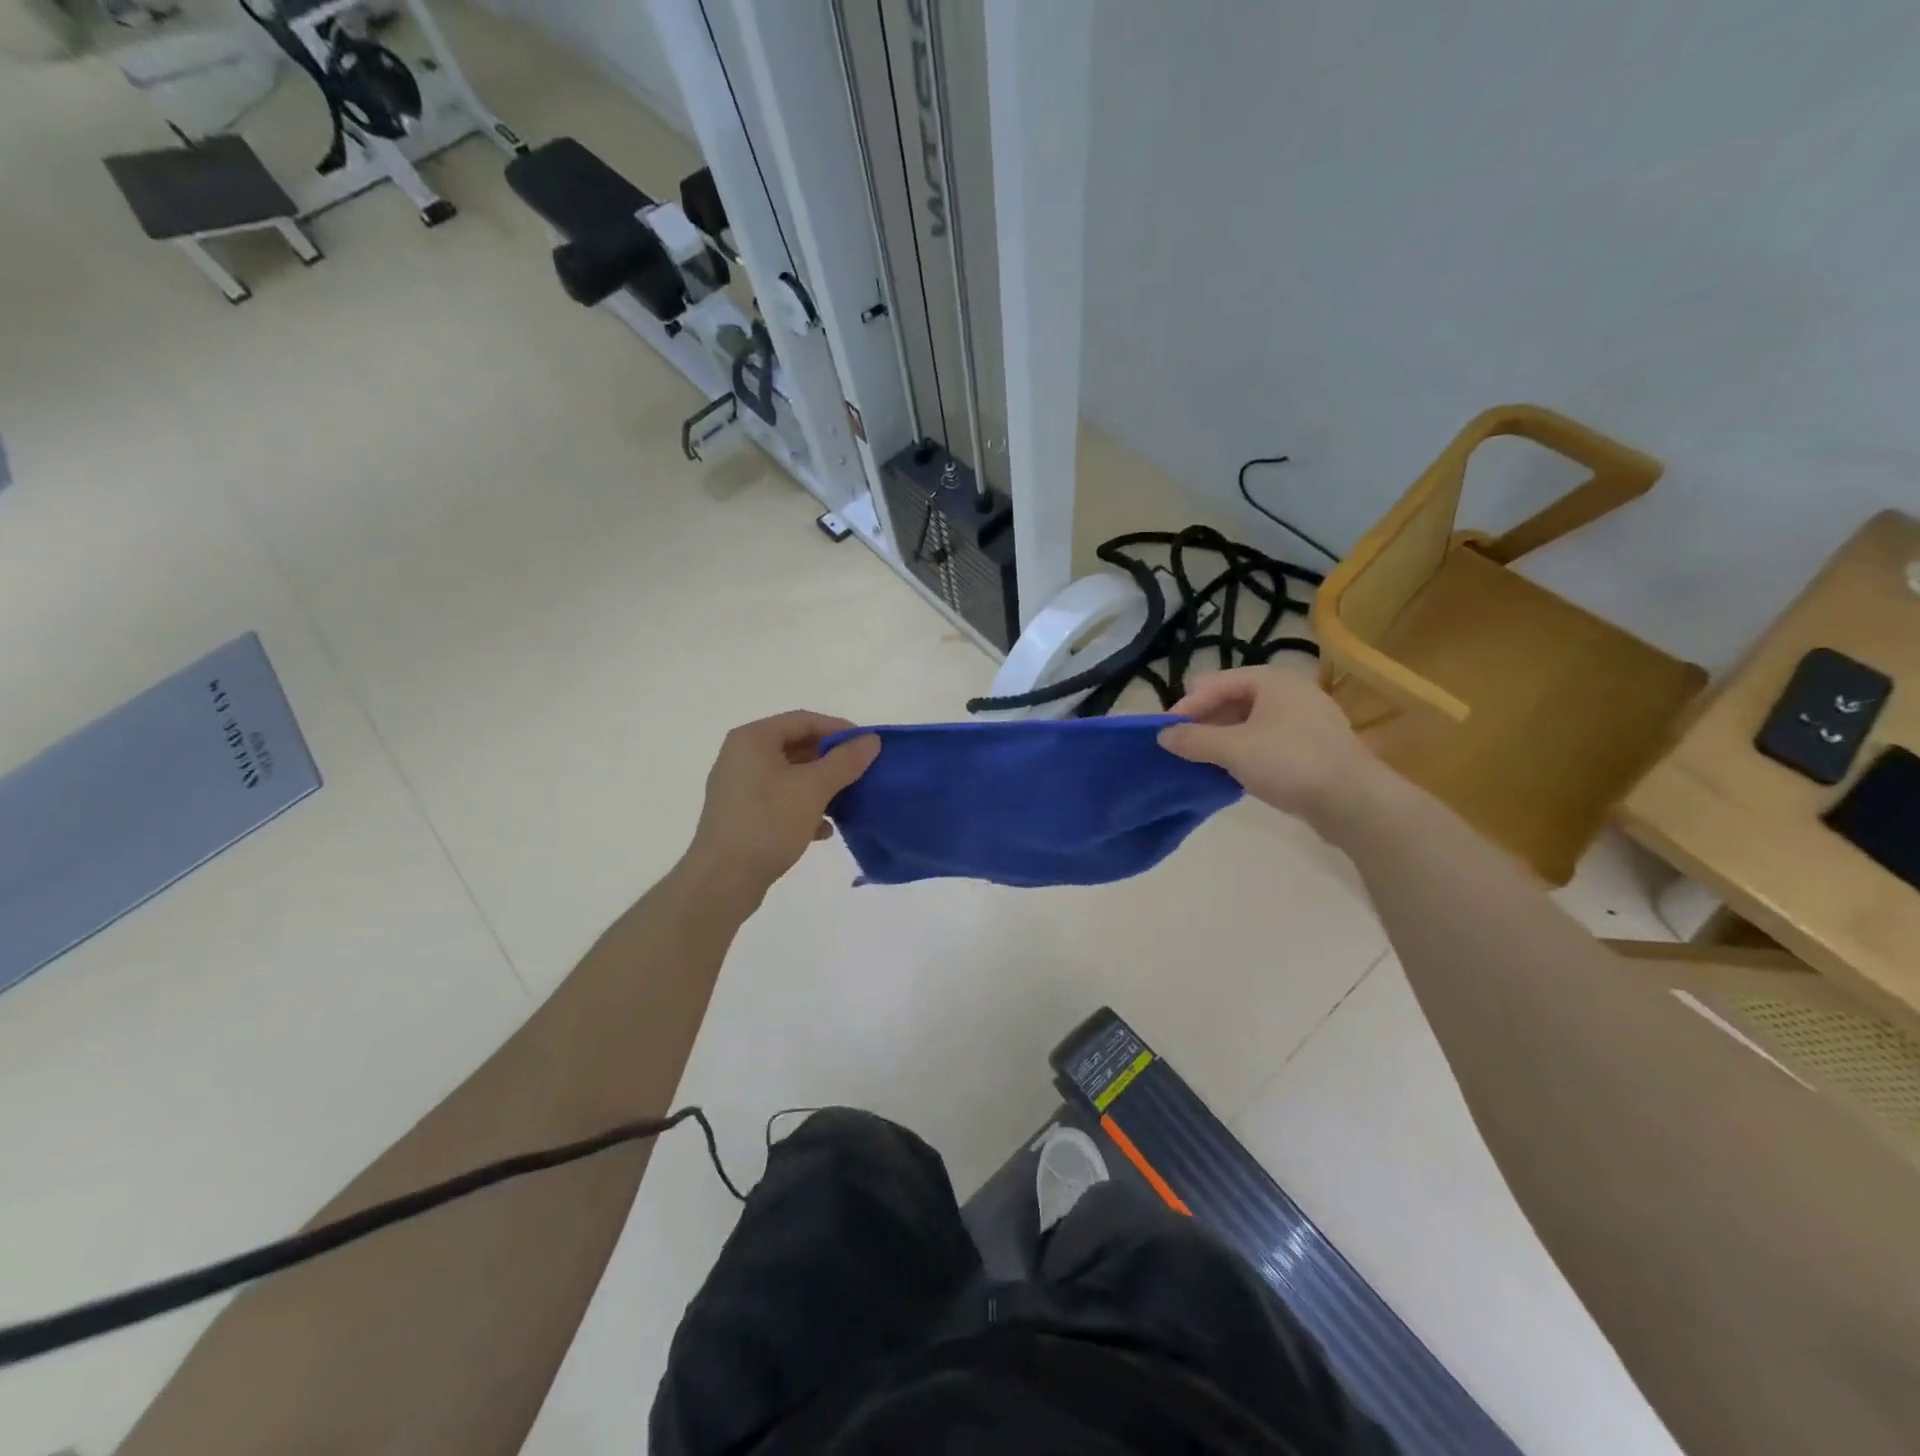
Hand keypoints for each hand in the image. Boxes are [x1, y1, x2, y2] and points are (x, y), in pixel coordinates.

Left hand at [683, 711, 879, 906]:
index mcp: (753, 740)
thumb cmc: (768, 823)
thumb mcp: (813, 789)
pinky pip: (780, 800)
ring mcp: (739, 787)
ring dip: (821, 786)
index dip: (839, 729)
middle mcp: (741, 757)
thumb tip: (871, 740)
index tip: (867, 746)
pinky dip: (803, 808)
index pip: (804, 720)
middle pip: (796, 747)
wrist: (723, 880)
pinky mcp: (742, 815)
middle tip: (861, 773)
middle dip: (831, 761)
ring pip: (790, 776)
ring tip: (847, 802)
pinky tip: (823, 830)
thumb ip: (845, 761)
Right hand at [1158, 666, 1374, 826]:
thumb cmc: (1290, 762)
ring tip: (1201, 762)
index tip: (1165, 734)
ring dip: (1221, 739)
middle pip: (1231, 700)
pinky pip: (1265, 740)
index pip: (1214, 683)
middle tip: (1181, 748)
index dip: (1187, 706)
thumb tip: (1162, 735)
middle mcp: (1288, 691)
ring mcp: (1303, 719)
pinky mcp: (1310, 746)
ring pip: (1248, 722)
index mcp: (1271, 680)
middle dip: (1203, 722)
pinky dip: (1243, 751)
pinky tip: (1231, 772)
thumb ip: (1193, 739)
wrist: (1354, 801)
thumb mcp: (1233, 749)